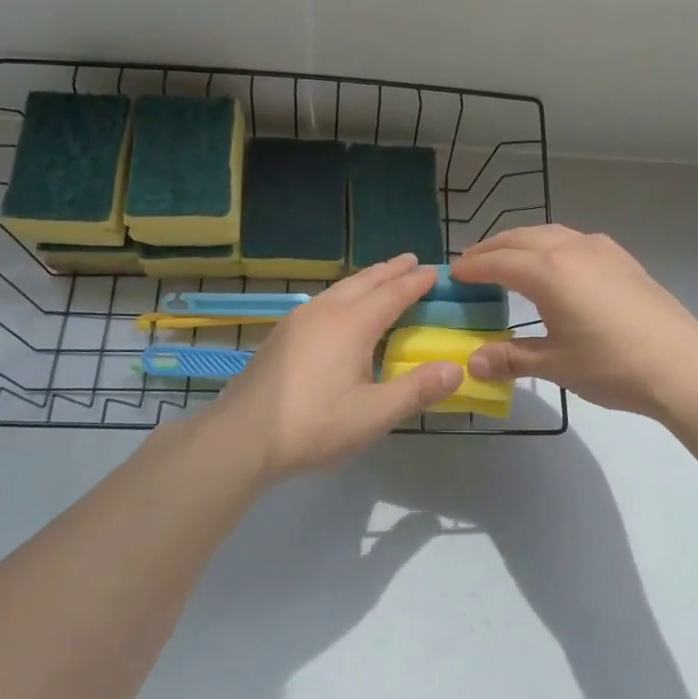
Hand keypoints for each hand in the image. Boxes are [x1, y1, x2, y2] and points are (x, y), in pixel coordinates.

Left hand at [203, 255, 464, 480]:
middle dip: (391, 270)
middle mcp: (326, 312)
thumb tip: (455, 368)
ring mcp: (299, 320)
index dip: (416, 282)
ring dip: (366, 280)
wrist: (242, 437)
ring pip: (340, 288)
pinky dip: (345, 294)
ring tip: (381, 278)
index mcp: (352, 324)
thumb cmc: (314, 425)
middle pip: (365, 282)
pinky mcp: (282, 335)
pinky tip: (341, 309)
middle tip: (412, 261)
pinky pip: (324, 300)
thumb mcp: (374, 415)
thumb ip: (417, 390)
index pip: (393, 294)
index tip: (436, 271)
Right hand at [450, 226, 697, 417]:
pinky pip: (573, 239)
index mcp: (548, 272)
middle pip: (519, 239)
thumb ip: (511, 358)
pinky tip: (554, 265)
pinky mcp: (621, 258)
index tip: (453, 276)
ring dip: (521, 243)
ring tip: (507, 260)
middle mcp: (570, 249)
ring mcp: (599, 249)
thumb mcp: (556, 365)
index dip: (472, 268)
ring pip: (548, 233)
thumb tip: (474, 362)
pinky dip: (549, 245)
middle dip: (491, 248)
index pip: (497, 262)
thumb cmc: (612, 365)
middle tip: (471, 264)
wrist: (682, 363)